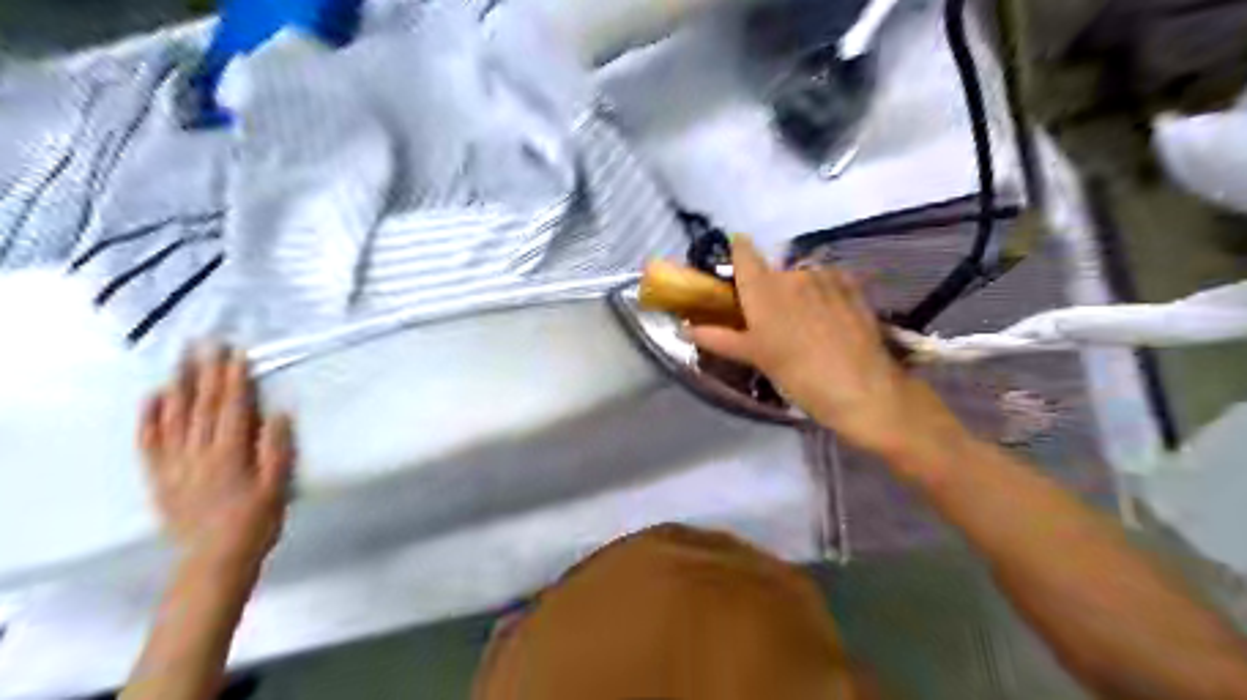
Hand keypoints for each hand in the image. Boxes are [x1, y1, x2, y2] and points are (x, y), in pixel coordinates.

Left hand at [139, 345, 294, 567]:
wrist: (214, 561)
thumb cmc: (255, 522)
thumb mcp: (277, 486)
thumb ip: (276, 449)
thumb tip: (278, 412)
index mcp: (230, 453)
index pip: (232, 407)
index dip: (235, 379)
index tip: (237, 353)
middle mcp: (198, 453)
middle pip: (201, 406)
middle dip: (206, 372)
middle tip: (206, 344)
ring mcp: (174, 464)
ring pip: (173, 417)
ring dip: (178, 385)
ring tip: (180, 360)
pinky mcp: (159, 477)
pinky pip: (148, 442)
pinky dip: (148, 418)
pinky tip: (152, 398)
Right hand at [692, 238, 962, 457]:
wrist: (863, 388)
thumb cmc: (798, 375)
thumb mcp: (755, 357)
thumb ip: (719, 337)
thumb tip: (685, 328)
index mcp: (763, 288)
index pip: (743, 252)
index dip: (737, 252)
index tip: (733, 263)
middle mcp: (792, 273)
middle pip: (771, 272)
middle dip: (767, 290)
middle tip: (769, 322)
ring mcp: (825, 278)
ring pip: (800, 278)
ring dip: (796, 294)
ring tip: (803, 328)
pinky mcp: (852, 287)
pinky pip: (826, 283)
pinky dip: (820, 295)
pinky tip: (826, 321)